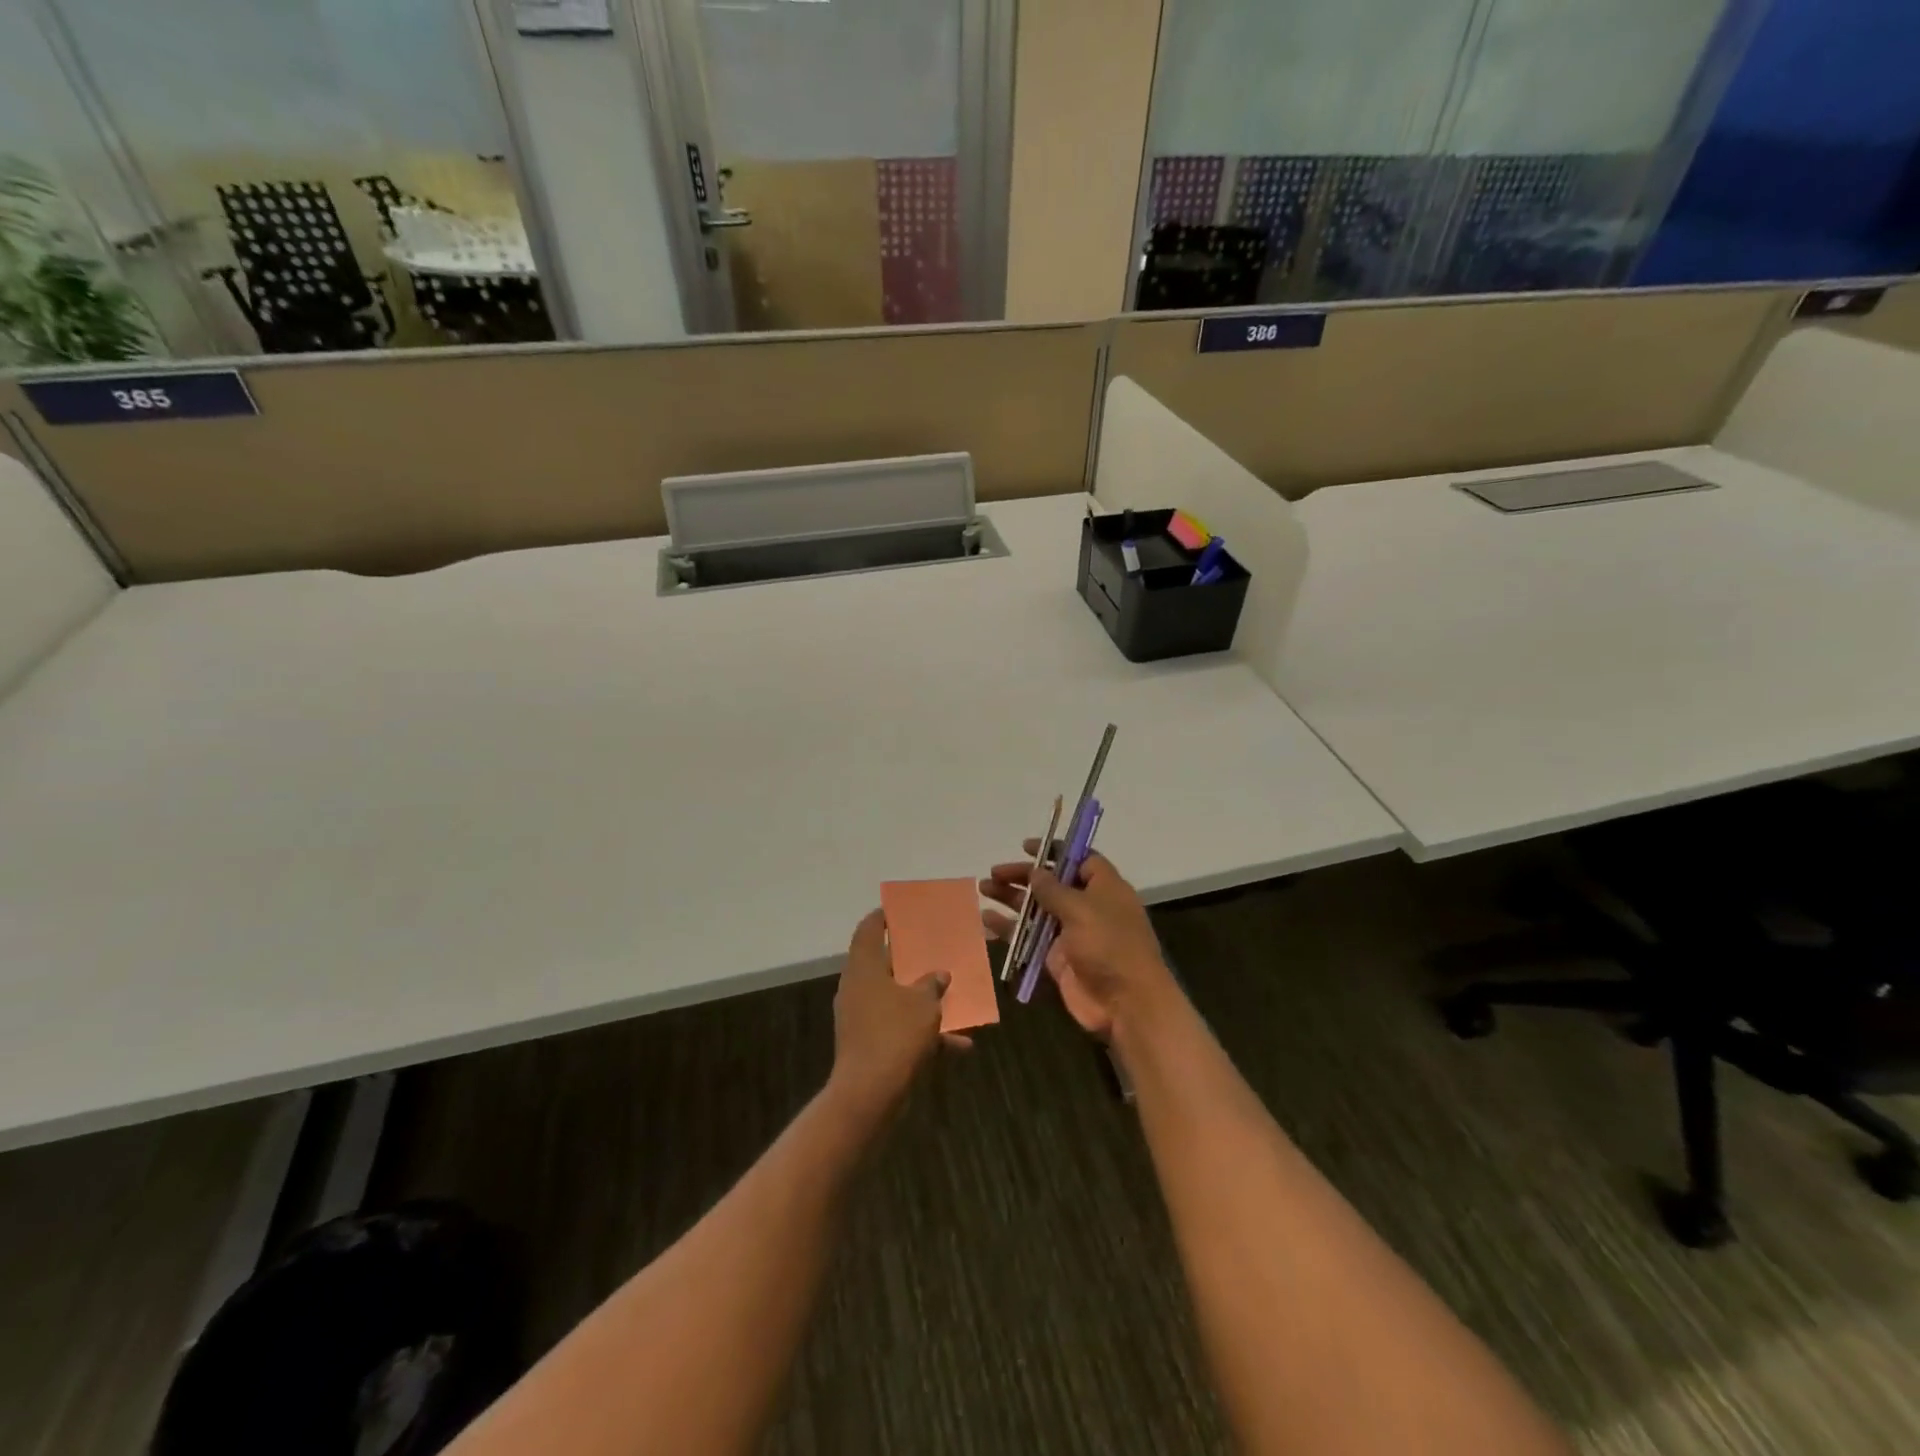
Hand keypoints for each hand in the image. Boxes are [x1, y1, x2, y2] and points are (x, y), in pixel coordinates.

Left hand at [828, 910, 967, 1122]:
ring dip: (923, 998)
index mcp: (864, 967)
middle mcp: (857, 987)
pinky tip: (959, 1044)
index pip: (868, 929)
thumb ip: (933, 984)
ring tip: (953, 994)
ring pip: (895, 997)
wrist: (869, 1093)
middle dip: (911, 958)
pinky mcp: (869, 1043)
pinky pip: (899, 1027)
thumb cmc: (895, 1034)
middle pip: (883, 962)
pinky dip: (924, 1032)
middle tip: (934, 947)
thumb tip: (939, 974)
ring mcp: (861, 1017)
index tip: (901, 909)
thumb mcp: (924, 1004)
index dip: (883, 916)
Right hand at [980, 843, 1178, 1040]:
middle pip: (1052, 884)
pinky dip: (1009, 928)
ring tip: (983, 888)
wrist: (1124, 1003)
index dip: (1055, 851)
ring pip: (1036, 909)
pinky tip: (986, 920)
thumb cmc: (1109, 945)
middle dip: (1024, 876)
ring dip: (1011, 898)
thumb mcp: (1081, 909)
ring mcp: (1071, 934)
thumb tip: (1036, 871)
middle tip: (995, 872)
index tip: (1027, 847)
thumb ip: (1053, 889)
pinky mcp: (1056, 958)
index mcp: (1104, 888)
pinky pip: (1028, 937)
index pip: (1080, 860)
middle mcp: (1088, 907)